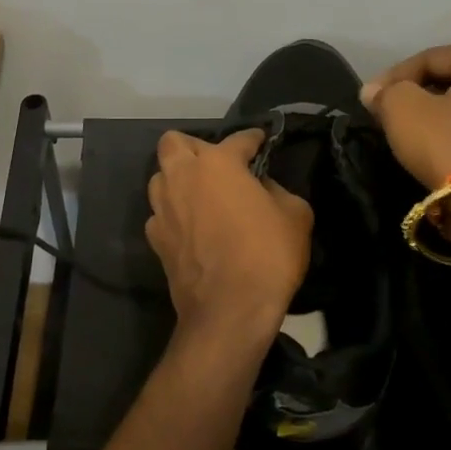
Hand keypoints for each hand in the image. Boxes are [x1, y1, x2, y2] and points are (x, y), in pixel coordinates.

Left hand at [145, 129, 312, 371]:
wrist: (229, 311)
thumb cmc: (267, 256)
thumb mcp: (295, 215)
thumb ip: (277, 190)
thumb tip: (261, 188)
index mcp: (218, 163)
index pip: (238, 139)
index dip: (253, 139)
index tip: (261, 143)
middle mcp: (183, 176)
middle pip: (174, 143)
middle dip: (195, 147)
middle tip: (218, 166)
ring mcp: (163, 207)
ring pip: (160, 176)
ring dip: (177, 178)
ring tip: (200, 195)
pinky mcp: (154, 238)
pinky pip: (160, 213)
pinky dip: (173, 213)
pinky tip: (191, 227)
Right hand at [359, 44, 450, 187]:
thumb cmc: (448, 144)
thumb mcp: (403, 108)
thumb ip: (386, 92)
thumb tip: (374, 92)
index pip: (432, 58)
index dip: (395, 75)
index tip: (370, 97)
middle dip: (416, 93)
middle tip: (386, 110)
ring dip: (434, 114)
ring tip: (404, 130)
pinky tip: (431, 147)